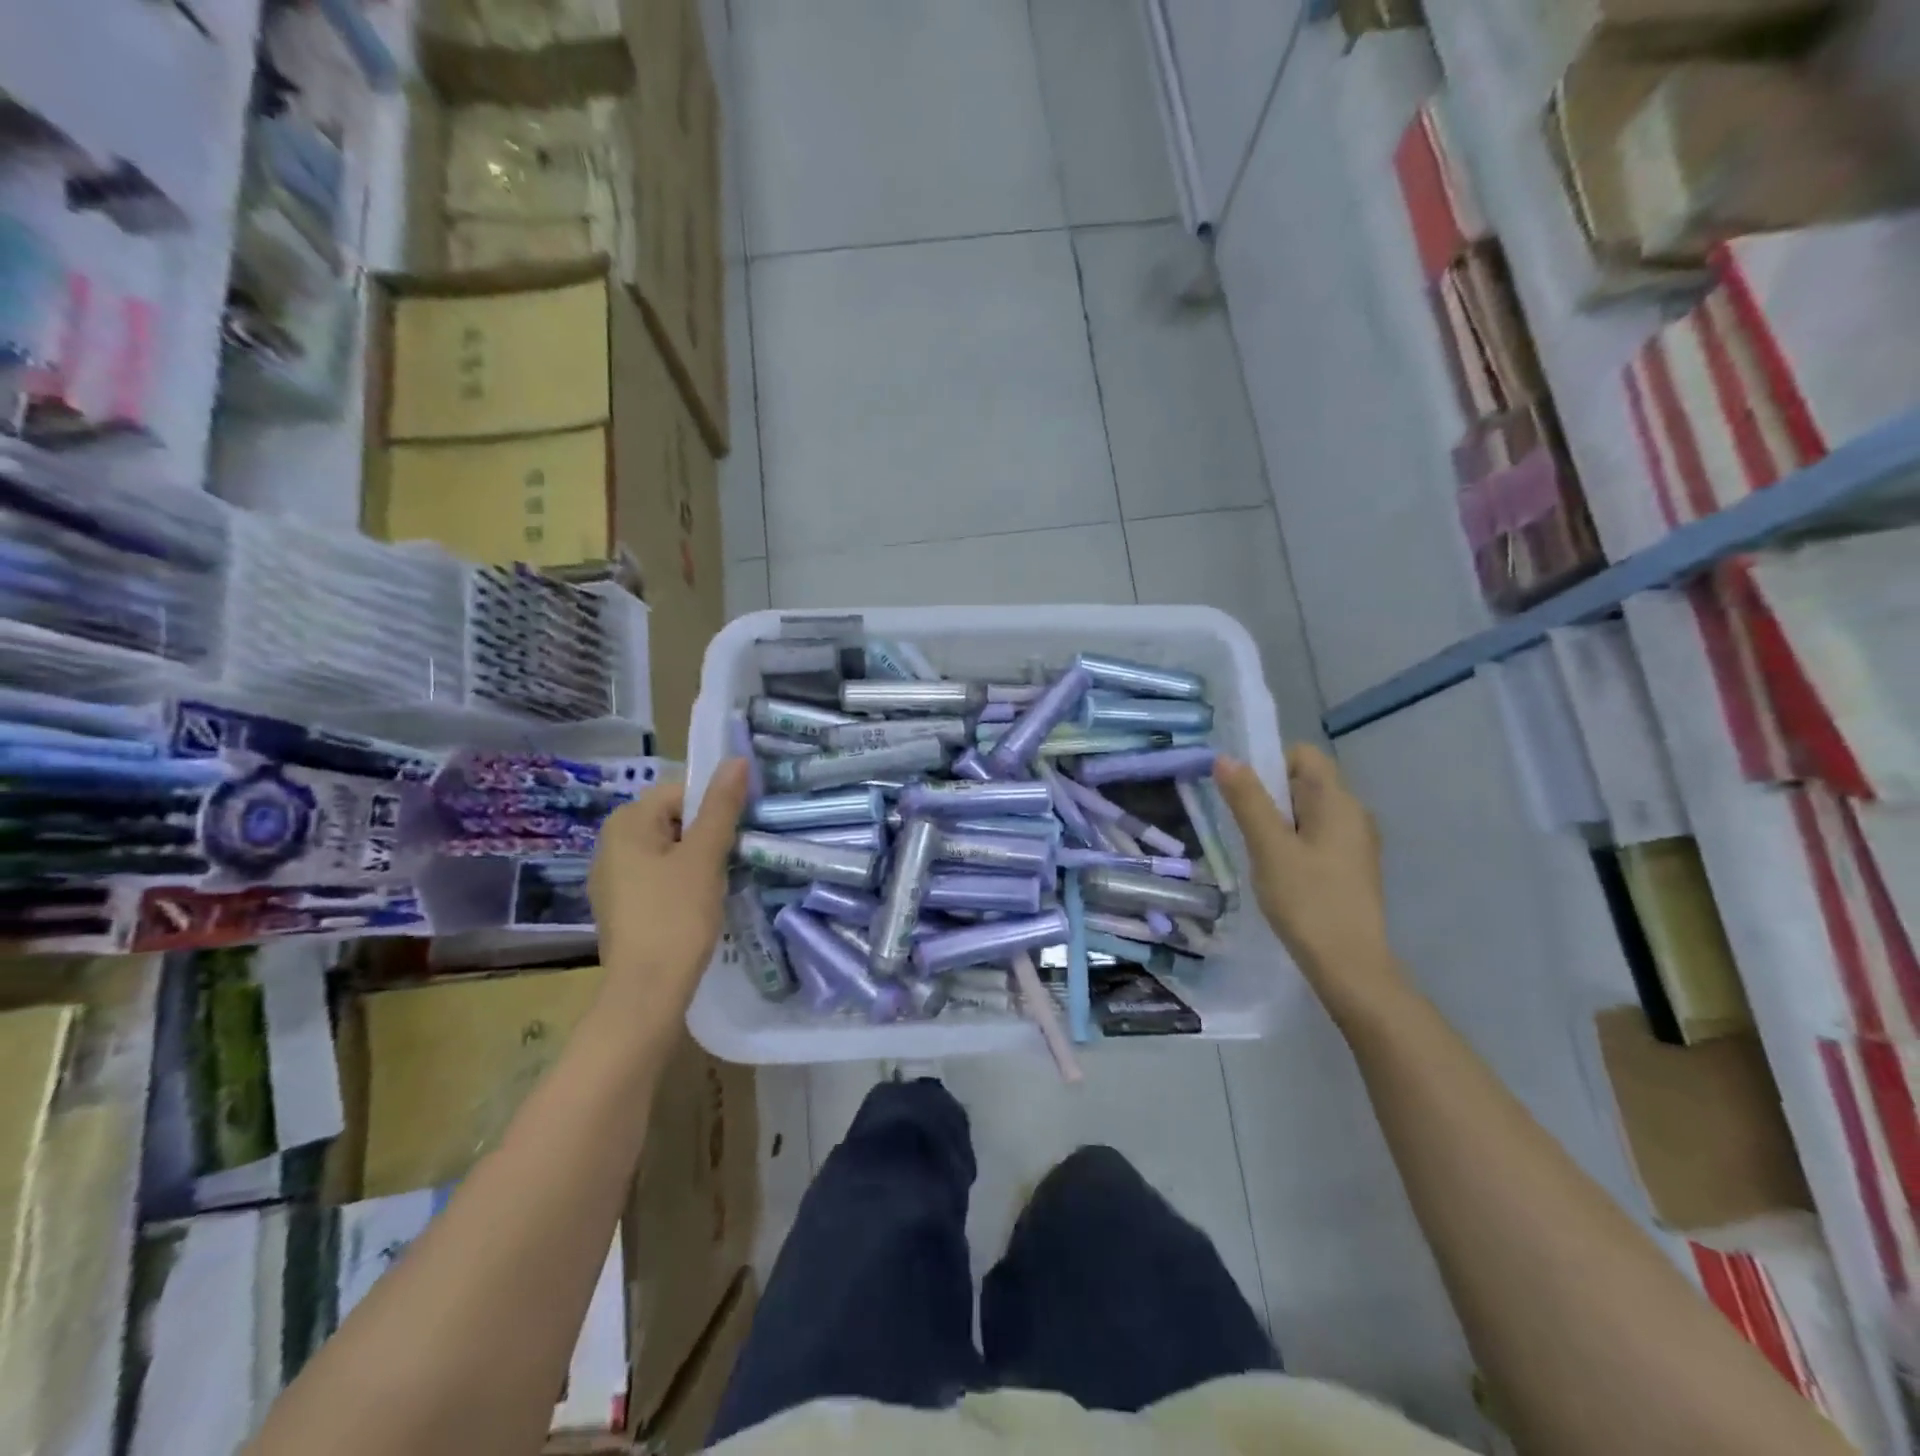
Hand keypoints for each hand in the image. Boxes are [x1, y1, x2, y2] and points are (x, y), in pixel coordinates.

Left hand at [588, 761, 749, 1020]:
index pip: (681, 792)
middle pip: (674, 819)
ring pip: (669, 849)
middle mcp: (611, 843)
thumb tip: (736, 760)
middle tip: (736, 856)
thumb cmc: (676, 915)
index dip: (715, 807)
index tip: (741, 830)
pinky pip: (659, 876)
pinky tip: (700, 903)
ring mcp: (613, 877)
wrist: (646, 992)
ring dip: (699, 858)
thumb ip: (721, 806)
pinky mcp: (622, 905)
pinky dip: (682, 881)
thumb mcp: (705, 856)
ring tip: (723, 880)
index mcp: (626, 823)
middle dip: (707, 833)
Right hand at [1216, 747, 1402, 1017]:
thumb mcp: (1269, 847)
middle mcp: (1354, 814)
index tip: (1248, 798)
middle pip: (1305, 782)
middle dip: (1271, 798)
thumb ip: (1248, 800)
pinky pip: (1317, 837)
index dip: (1271, 765)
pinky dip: (1294, 844)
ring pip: (1309, 813)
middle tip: (1249, 832)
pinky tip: (1280, 875)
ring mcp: (1356, 843)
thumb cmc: (1307, 900)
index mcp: (1339, 802)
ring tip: (1261, 856)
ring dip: (1279, 824)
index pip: (1304, 755)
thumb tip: (1226, 758)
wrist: (1349, 965)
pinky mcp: (1352, 867)